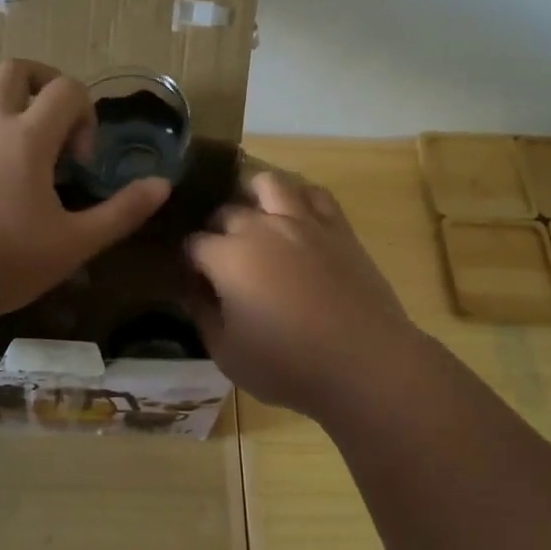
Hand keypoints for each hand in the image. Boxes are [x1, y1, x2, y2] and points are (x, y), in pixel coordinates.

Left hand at [0, 60, 169, 317]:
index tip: (83, 161)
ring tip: (42, 175)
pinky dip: (4, 148)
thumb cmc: (8, 259)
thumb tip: (162, 185)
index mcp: (27, 138)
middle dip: (47, 83)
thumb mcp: (75, 242)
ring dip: (25, 122)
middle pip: (16, 71)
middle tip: (63, 126)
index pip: (66, 88)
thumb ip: (121, 212)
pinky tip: (11, 198)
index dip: (87, 114)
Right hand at [186, 170, 421, 418]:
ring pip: (268, 183)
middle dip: (215, 230)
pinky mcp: (338, 227)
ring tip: (254, 220)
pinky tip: (295, 218)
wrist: (365, 363)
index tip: (189, 280)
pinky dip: (298, 198)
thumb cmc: (288, 365)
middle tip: (220, 260)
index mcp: (228, 257)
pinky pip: (314, 194)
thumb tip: (190, 291)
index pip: (192, 244)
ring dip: (252, 196)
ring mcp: (303, 222)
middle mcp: (261, 228)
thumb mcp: (227, 353)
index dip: (186, 262)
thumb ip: (202, 315)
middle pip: (226, 211)